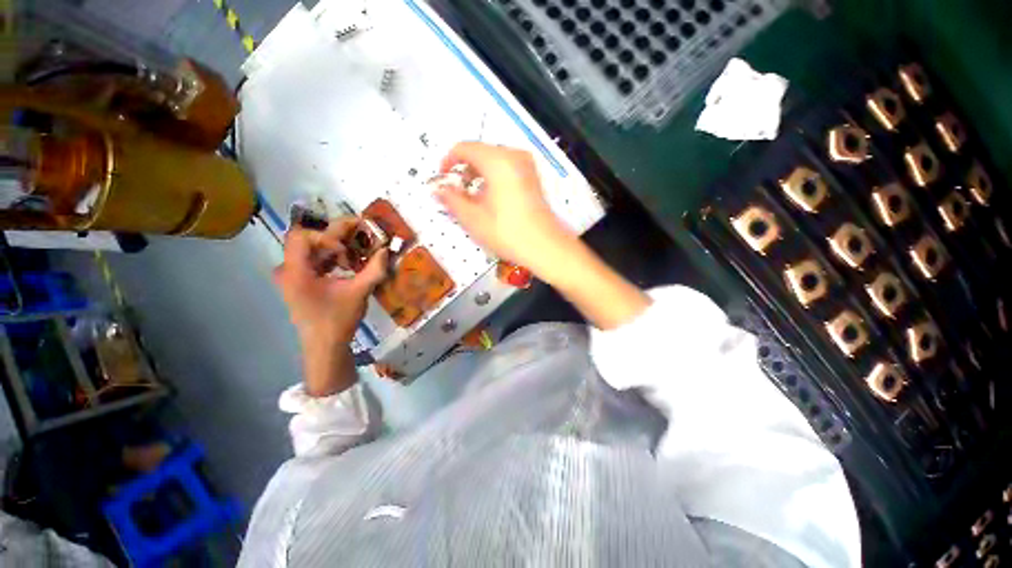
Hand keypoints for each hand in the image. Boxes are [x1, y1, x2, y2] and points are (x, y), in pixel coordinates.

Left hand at [273, 217, 388, 343]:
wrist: (325, 346)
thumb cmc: (337, 320)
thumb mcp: (359, 293)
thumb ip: (374, 269)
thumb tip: (386, 250)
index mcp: (295, 271)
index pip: (302, 236)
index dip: (327, 237)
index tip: (347, 253)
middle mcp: (288, 270)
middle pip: (308, 240)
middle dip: (337, 237)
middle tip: (362, 235)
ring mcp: (292, 276)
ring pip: (313, 250)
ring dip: (337, 248)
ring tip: (358, 255)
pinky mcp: (300, 282)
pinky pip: (315, 261)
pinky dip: (333, 259)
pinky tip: (350, 266)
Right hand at [432, 142, 577, 277]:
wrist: (545, 247)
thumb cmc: (507, 233)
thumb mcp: (473, 218)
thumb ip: (451, 199)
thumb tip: (438, 189)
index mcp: (497, 161)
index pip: (464, 148)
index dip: (448, 161)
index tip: (442, 179)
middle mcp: (514, 156)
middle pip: (480, 152)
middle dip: (464, 169)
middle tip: (456, 192)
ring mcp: (527, 166)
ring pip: (494, 161)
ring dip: (479, 174)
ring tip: (473, 198)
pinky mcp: (533, 178)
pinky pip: (507, 169)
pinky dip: (494, 178)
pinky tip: (491, 199)